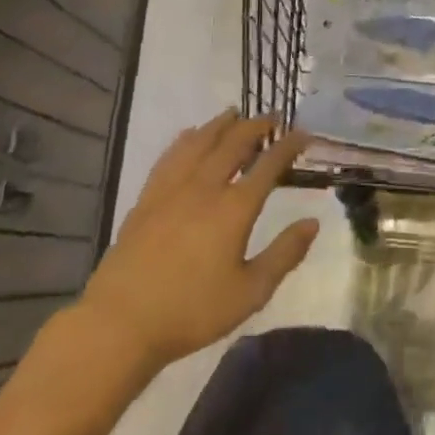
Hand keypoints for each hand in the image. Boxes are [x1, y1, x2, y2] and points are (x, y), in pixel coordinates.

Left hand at [80, 111, 318, 371]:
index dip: (288, 145)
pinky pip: (171, 155)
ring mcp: (172, 188)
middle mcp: (205, 186)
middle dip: (257, 126)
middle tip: (273, 116)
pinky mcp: (148, 197)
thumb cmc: (191, 311)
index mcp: (235, 208)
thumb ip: (284, 254)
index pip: (268, 165)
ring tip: (235, 113)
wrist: (121, 322)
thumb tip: (313, 222)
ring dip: (222, 124)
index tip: (303, 132)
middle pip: (234, 143)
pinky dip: (187, 138)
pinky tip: (190, 134)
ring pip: (201, 141)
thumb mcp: (250, 292)